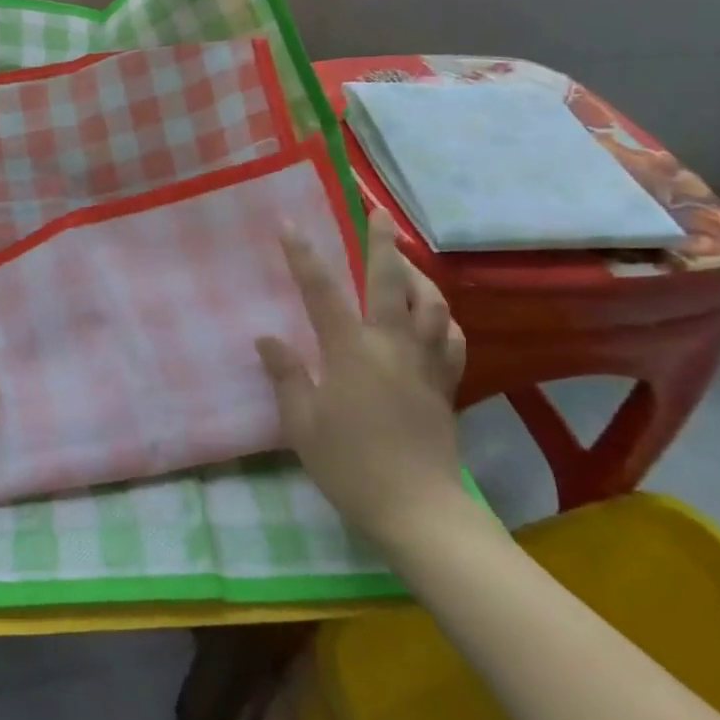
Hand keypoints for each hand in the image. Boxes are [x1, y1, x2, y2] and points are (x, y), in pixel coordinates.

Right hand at [256, 216, 475, 562]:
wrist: (417, 509)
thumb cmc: (350, 465)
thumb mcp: (302, 423)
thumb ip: (286, 375)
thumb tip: (267, 337)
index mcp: (351, 351)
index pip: (321, 291)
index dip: (303, 255)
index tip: (289, 224)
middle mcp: (392, 345)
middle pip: (391, 281)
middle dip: (381, 241)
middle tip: (376, 211)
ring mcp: (425, 363)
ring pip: (431, 304)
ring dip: (418, 274)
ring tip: (405, 259)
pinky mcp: (446, 384)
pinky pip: (452, 339)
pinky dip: (443, 318)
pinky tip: (435, 316)